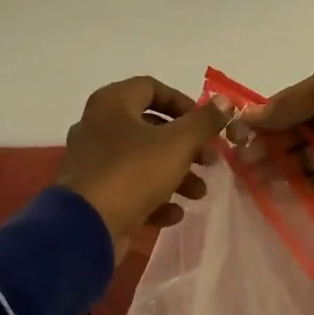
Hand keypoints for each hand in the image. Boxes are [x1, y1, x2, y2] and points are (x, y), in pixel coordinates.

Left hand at [58, 76, 235, 259]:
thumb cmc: (133, 172)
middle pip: (150, 128)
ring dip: (176, 176)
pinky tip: (173, 214)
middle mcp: (98, 127)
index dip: (183, 103)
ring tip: (199, 193)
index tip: (206, 124)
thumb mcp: (178, 144)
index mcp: (112, 104)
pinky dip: (154, 199)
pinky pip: (129, 188)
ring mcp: (93, 162)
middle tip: (210, 161)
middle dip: (186, 147)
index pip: (152, 88)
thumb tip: (227, 101)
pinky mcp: (94, 194)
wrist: (86, 226)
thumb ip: (205, 122)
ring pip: (143, 161)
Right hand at [248, 55, 313, 207]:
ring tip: (251, 174)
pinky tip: (273, 188)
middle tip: (240, 157)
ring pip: (305, 155)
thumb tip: (248, 116)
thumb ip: (290, 103)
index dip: (268, 114)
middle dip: (269, 140)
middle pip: (297, 128)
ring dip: (279, 162)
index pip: (296, 99)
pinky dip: (298, 183)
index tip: (237, 130)